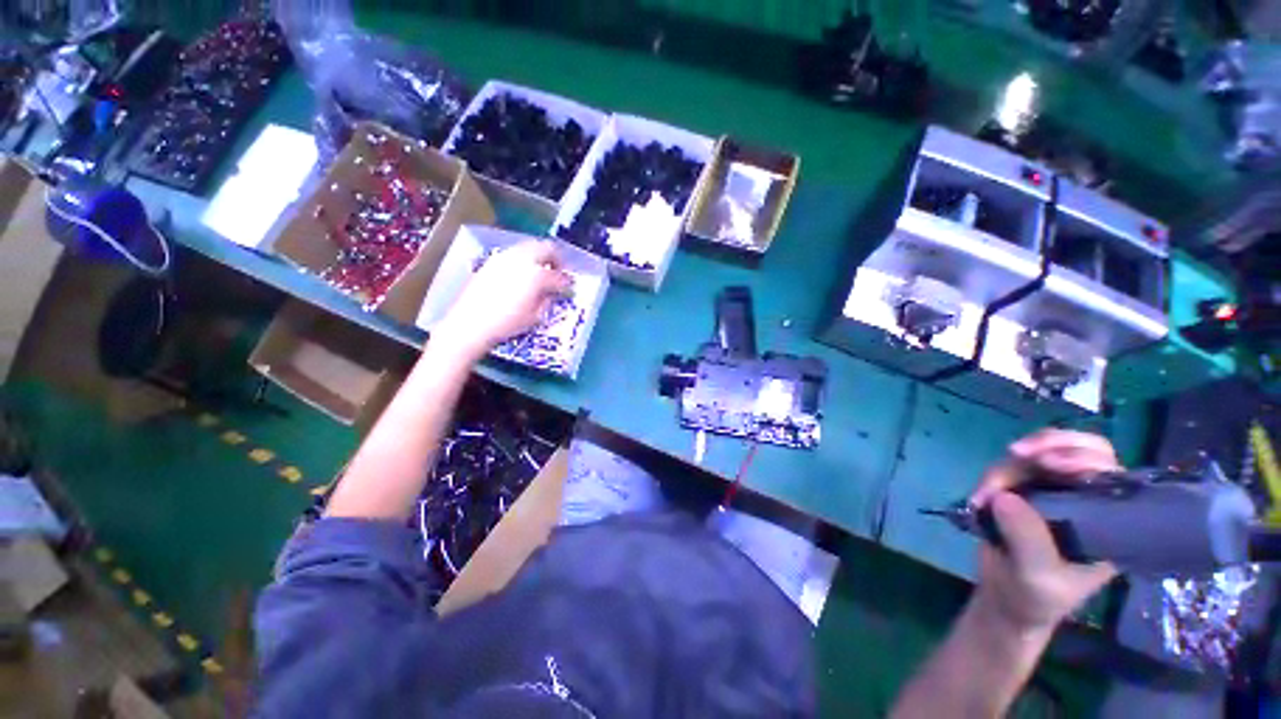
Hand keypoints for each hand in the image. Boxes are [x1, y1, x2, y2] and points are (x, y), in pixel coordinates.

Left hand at [434, 241, 571, 359]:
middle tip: (557, 272)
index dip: (567, 282)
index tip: (568, 287)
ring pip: (529, 247)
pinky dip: (523, 260)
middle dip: (555, 259)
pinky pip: (514, 253)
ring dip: (539, 257)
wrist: (470, 323)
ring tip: (540, 272)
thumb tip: (553, 293)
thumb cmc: (506, 323)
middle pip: (546, 248)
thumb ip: (548, 300)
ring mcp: (505, 257)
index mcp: (537, 275)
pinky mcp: (492, 261)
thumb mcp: (535, 316)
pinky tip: (521, 274)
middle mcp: (522, 260)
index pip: (559, 275)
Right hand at [969, 430, 1120, 634]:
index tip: (1047, 462)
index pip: (1108, 471)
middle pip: (1077, 449)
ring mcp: (1051, 491)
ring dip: (1005, 470)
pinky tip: (978, 499)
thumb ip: (1028, 539)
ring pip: (1033, 457)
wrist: (1006, 601)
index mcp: (1109, 519)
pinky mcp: (1021, 491)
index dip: (1083, 457)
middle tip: (1016, 452)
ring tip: (982, 497)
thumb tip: (1005, 497)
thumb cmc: (1036, 597)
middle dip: (1047, 443)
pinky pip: (1006, 469)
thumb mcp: (1037, 575)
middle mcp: (1084, 497)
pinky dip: (990, 479)